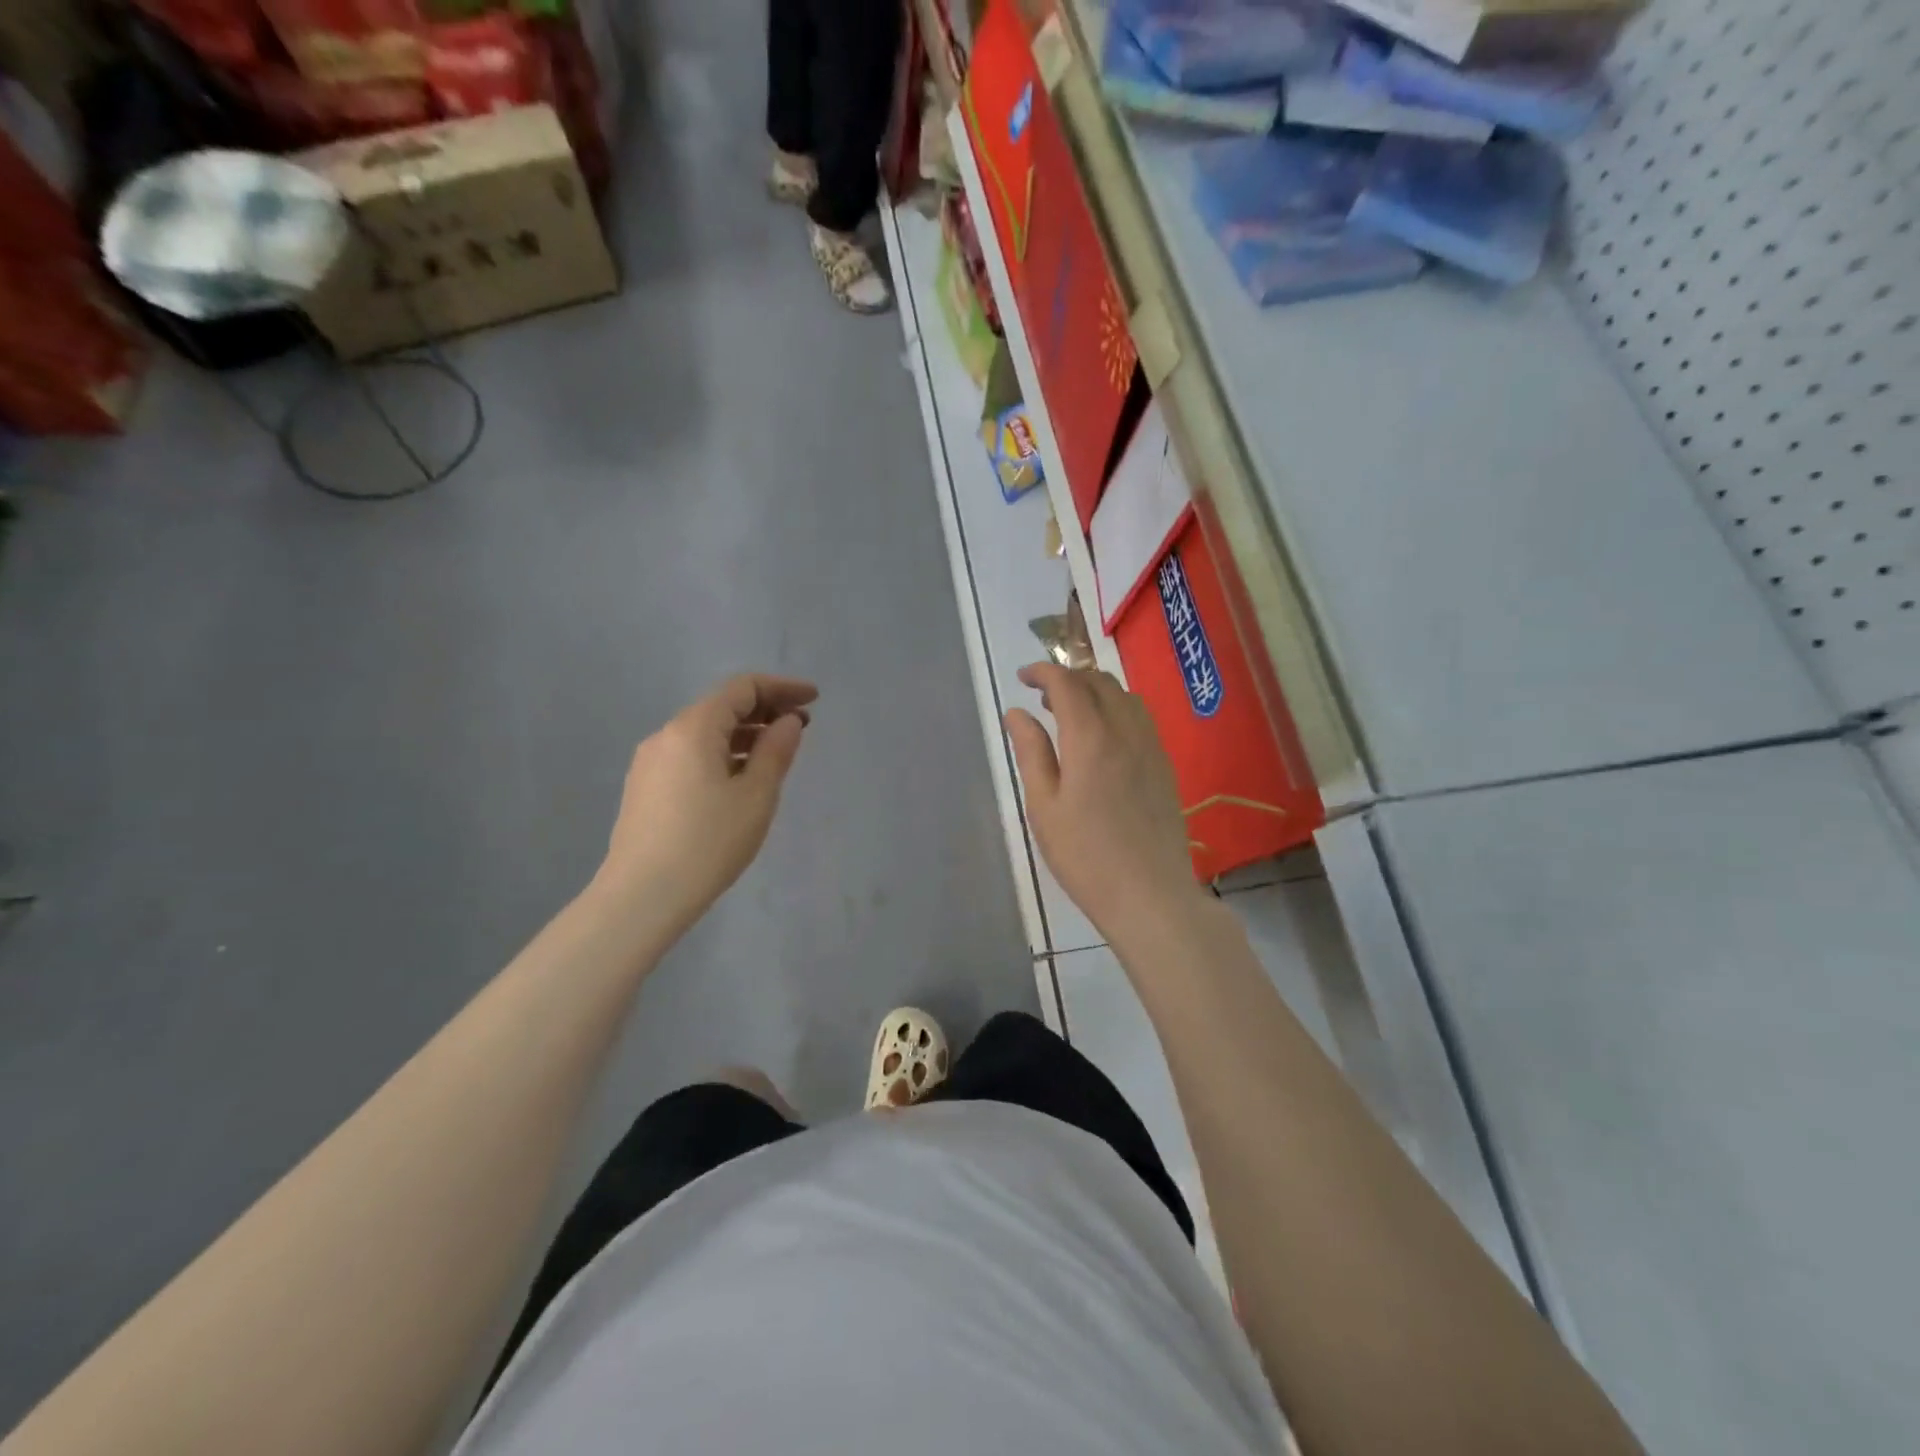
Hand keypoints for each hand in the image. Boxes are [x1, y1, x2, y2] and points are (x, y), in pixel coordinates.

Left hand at [594, 674, 817, 934]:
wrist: (642, 896)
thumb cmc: (708, 843)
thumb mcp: (756, 796)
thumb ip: (776, 751)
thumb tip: (788, 721)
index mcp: (693, 728)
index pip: (742, 688)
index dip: (782, 688)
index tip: (814, 699)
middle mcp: (666, 735)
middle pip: (722, 707)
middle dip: (765, 710)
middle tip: (802, 727)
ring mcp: (651, 762)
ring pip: (706, 733)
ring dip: (744, 734)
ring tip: (777, 753)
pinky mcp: (646, 787)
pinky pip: (691, 754)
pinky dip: (723, 753)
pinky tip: (741, 778)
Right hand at [1005, 664, 1208, 943]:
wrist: (1150, 895)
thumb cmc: (1085, 855)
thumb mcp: (1044, 806)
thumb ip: (1031, 752)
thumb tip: (1016, 712)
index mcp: (1091, 738)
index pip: (1067, 683)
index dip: (1043, 672)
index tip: (1023, 677)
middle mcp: (1126, 731)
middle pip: (1100, 682)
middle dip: (1069, 678)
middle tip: (1043, 698)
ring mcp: (1151, 747)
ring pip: (1124, 696)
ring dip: (1095, 691)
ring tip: (1071, 715)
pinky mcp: (1164, 766)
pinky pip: (1140, 718)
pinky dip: (1116, 709)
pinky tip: (1103, 738)